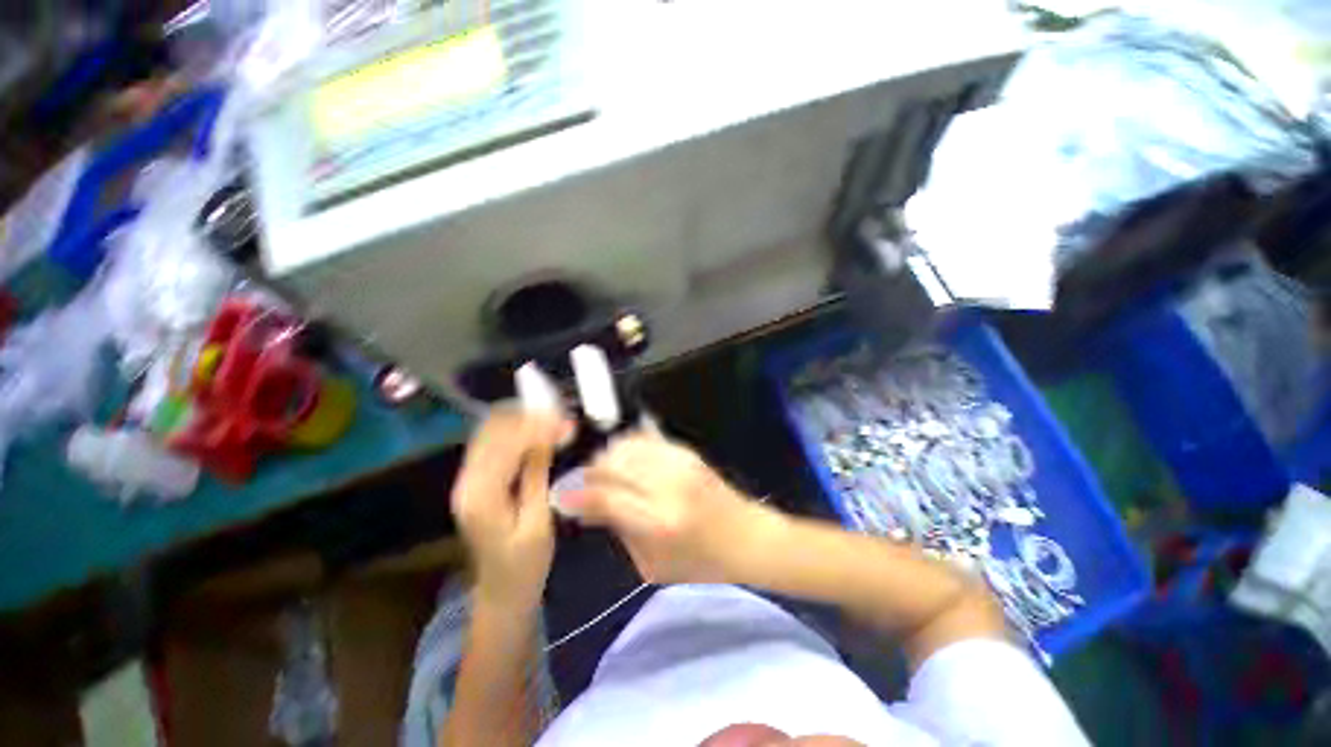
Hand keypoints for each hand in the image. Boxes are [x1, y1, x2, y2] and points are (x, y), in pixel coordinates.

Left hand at [451, 407, 571, 610]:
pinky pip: (492, 444)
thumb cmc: (525, 565)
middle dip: (529, 419)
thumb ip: (537, 473)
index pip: (507, 444)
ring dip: (522, 422)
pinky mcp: (474, 481)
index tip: (565, 419)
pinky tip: (537, 431)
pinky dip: (515, 432)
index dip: (536, 426)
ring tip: (554, 421)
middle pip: (493, 432)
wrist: (501, 594)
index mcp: (481, 496)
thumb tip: (548, 433)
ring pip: (490, 433)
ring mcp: (466, 480)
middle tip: (562, 418)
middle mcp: (466, 482)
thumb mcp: (539, 521)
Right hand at [565, 431, 780, 584]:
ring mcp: (678, 463)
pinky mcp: (686, 452)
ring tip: (603, 473)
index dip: (578, 495)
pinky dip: (627, 447)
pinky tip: (625, 461)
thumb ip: (617, 532)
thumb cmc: (700, 562)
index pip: (604, 497)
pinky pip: (645, 439)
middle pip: (612, 463)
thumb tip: (586, 509)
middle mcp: (666, 485)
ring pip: (626, 446)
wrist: (746, 536)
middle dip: (589, 472)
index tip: (563, 497)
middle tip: (582, 485)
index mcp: (658, 522)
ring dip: (607, 457)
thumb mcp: (652, 565)